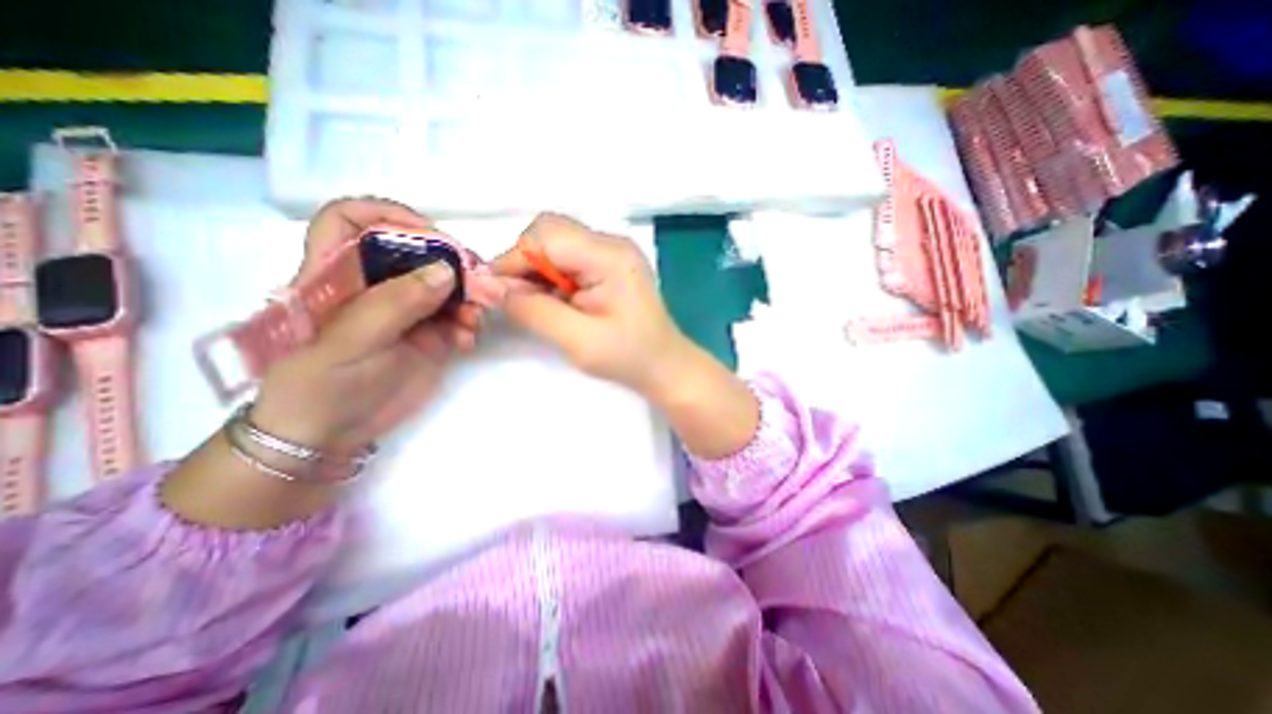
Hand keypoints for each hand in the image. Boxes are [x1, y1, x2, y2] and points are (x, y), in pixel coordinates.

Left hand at [248, 196, 501, 454]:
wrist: (334, 434)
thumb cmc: (321, 386)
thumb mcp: (349, 343)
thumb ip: (396, 303)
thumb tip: (447, 270)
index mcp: (336, 275)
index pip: (351, 221)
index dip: (388, 215)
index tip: (428, 232)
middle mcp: (375, 286)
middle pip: (417, 253)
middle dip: (452, 263)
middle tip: (480, 282)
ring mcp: (407, 311)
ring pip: (446, 285)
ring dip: (469, 297)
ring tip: (475, 320)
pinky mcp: (430, 334)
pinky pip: (459, 316)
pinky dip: (470, 324)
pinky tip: (468, 341)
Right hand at [487, 213, 690, 401]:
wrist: (665, 366)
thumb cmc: (628, 357)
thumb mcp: (577, 340)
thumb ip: (532, 310)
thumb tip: (488, 287)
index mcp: (609, 256)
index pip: (545, 237)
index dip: (513, 261)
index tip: (494, 293)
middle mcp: (612, 243)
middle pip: (549, 231)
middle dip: (525, 263)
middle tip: (522, 301)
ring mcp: (613, 251)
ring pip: (555, 243)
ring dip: (538, 271)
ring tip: (545, 306)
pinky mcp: (610, 264)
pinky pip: (568, 257)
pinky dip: (553, 276)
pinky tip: (561, 303)